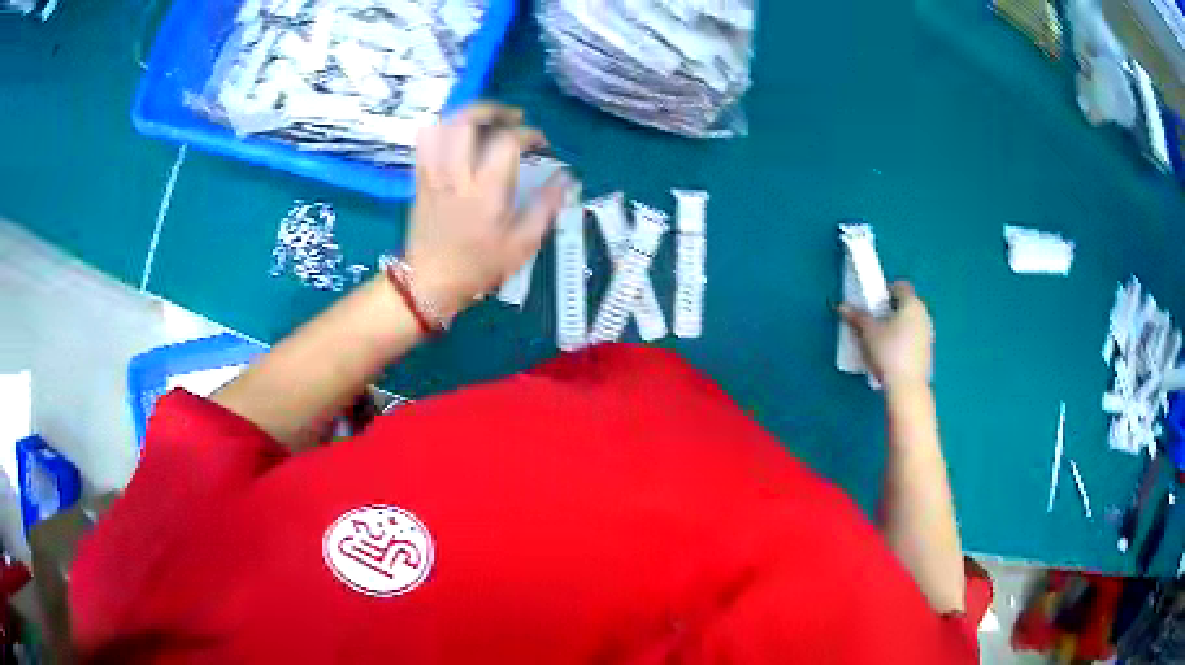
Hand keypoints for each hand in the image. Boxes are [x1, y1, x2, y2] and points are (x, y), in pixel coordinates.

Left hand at [404, 103, 568, 317]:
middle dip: (493, 109)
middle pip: (467, 122)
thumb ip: (545, 208)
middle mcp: (457, 175)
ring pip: (443, 127)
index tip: (541, 144)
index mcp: (486, 191)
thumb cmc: (478, 267)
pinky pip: (426, 142)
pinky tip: (457, 135)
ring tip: (485, 120)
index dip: (528, 134)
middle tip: (512, 116)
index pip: (507, 142)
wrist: (429, 283)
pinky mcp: (420, 180)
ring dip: (466, 115)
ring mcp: (434, 175)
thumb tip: (565, 179)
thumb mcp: (521, 245)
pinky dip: (443, 129)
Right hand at [839, 281, 932, 389]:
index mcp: (911, 304)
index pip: (900, 286)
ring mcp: (928, 334)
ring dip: (898, 325)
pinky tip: (892, 355)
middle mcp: (924, 315)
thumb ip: (856, 317)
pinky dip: (904, 340)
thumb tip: (842, 306)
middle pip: (906, 304)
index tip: (873, 302)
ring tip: (881, 339)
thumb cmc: (888, 352)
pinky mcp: (928, 352)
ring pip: (911, 322)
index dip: (886, 290)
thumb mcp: (868, 332)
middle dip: (891, 309)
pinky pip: (914, 338)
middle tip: (874, 320)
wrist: (907, 387)